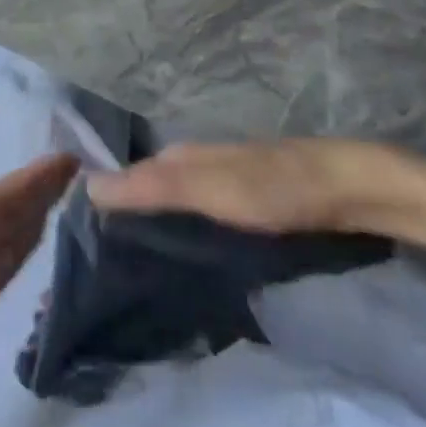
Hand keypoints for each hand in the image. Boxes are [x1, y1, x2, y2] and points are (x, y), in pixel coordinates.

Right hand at [86, 138, 425, 233]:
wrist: (350, 190)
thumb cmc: (273, 189)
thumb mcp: (207, 189)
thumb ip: (151, 188)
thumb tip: (86, 185)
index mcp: (179, 156)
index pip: (125, 177)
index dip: (101, 201)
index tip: (75, 240)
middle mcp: (195, 164)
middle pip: (148, 190)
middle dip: (123, 218)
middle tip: (98, 265)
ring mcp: (223, 184)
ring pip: (174, 204)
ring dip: (153, 228)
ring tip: (130, 270)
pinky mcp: (247, 205)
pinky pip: (199, 217)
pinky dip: (183, 233)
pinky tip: (182, 259)